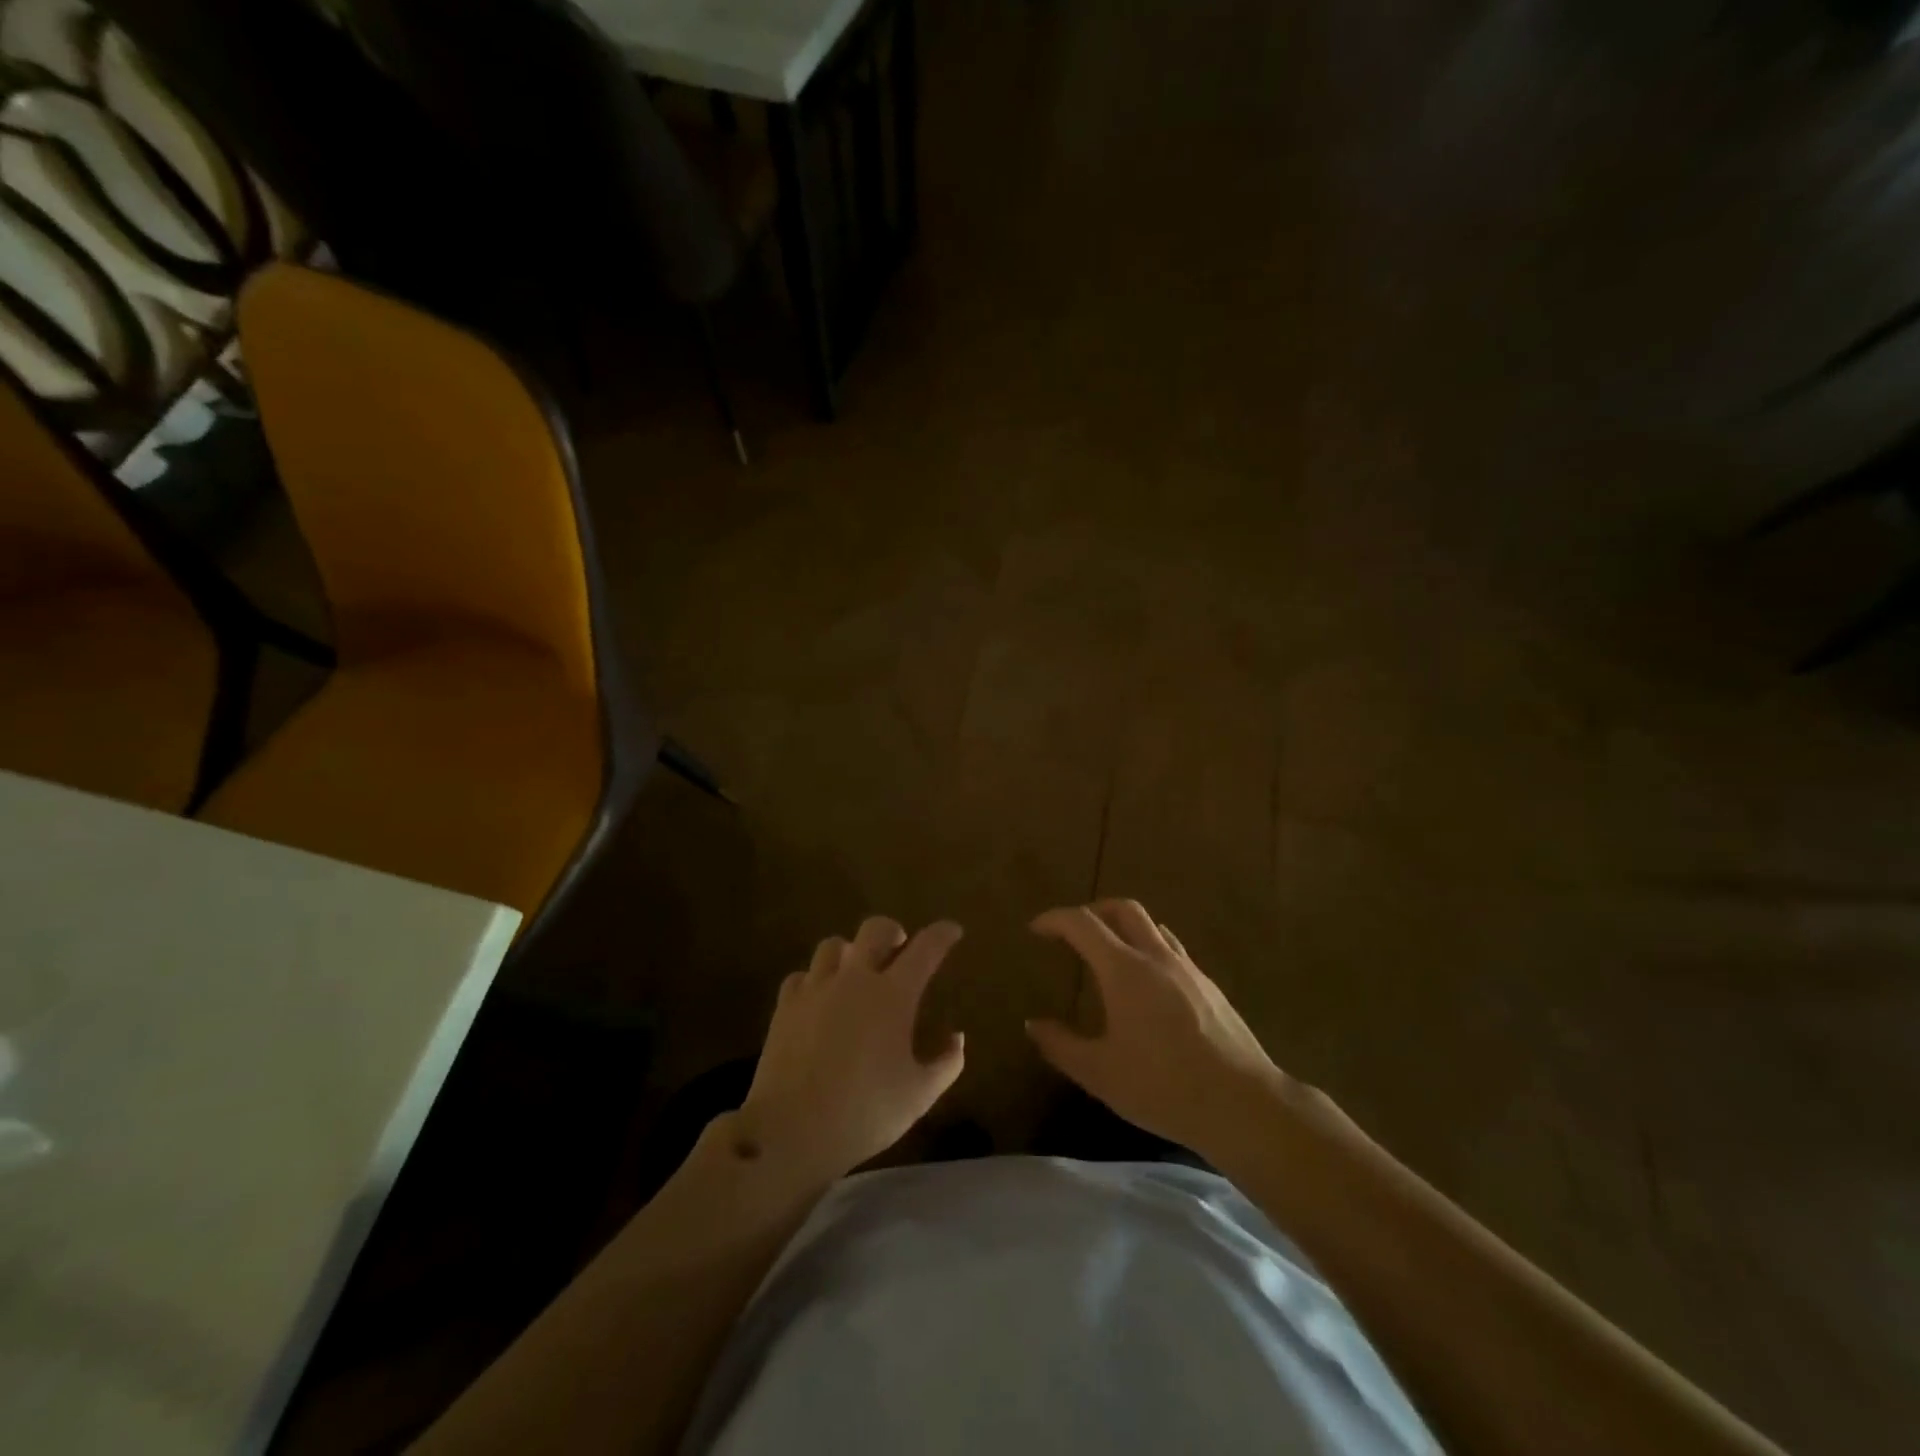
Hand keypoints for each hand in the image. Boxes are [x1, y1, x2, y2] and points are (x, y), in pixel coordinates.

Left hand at [736, 916, 965, 1183]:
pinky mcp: (786, 1005)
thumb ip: (946, 1063)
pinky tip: (819, 997)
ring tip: (856, 970)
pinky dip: (815, 979)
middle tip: (899, 947)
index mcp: (894, 995)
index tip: (953, 931)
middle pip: (874, 929)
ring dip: (850, 951)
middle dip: (892, 931)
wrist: (791, 1129)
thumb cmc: (864, 1112)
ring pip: (833, 945)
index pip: (926, 948)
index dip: (943, 934)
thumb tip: (958, 1037)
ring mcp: (816, 988)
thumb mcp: (919, 1096)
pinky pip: (802, 975)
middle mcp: (855, 979)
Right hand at [1027, 900, 1284, 1159]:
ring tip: (1109, 954)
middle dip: (1093, 910)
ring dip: (1125, 928)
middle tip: (1073, 931)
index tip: (1037, 928)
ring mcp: (1188, 969)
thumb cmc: (1163, 1087)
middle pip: (1123, 909)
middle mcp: (1156, 958)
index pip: (1083, 924)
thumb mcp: (1100, 1073)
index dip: (1055, 919)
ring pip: (1153, 927)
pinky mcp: (1210, 987)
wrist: (1243, 1104)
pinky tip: (1148, 986)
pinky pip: (1173, 950)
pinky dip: (1150, 950)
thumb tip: (1033, 1024)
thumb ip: (1060, 1045)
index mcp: (1124, 970)